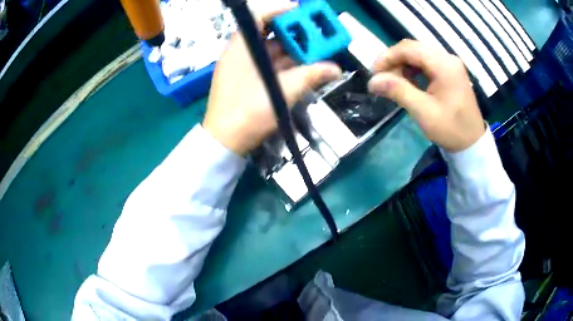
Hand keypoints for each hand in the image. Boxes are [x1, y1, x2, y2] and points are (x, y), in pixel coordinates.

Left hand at [203, 5, 342, 154]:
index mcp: (241, 47)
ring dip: (295, 50)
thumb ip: (310, 76)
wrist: (225, 142)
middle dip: (295, 32)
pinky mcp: (249, 81)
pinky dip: (288, 65)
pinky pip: (271, 65)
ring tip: (318, 50)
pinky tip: (305, 66)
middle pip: (269, 33)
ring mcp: (245, 67)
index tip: (302, 11)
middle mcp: (241, 53)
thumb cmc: (247, 113)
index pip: (258, 16)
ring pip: (273, 50)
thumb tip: (336, 68)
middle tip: (318, 33)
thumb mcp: (281, 91)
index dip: (280, 10)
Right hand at [367, 39, 484, 152]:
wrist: (472, 142)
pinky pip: (427, 62)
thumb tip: (372, 81)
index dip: (388, 57)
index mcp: (444, 65)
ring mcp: (450, 63)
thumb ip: (398, 91)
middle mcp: (447, 58)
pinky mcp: (450, 71)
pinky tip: (409, 81)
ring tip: (394, 81)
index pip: (409, 49)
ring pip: (419, 54)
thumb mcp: (423, 112)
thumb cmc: (450, 129)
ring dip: (403, 64)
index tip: (374, 73)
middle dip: (394, 60)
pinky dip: (414, 68)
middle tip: (382, 78)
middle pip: (414, 48)